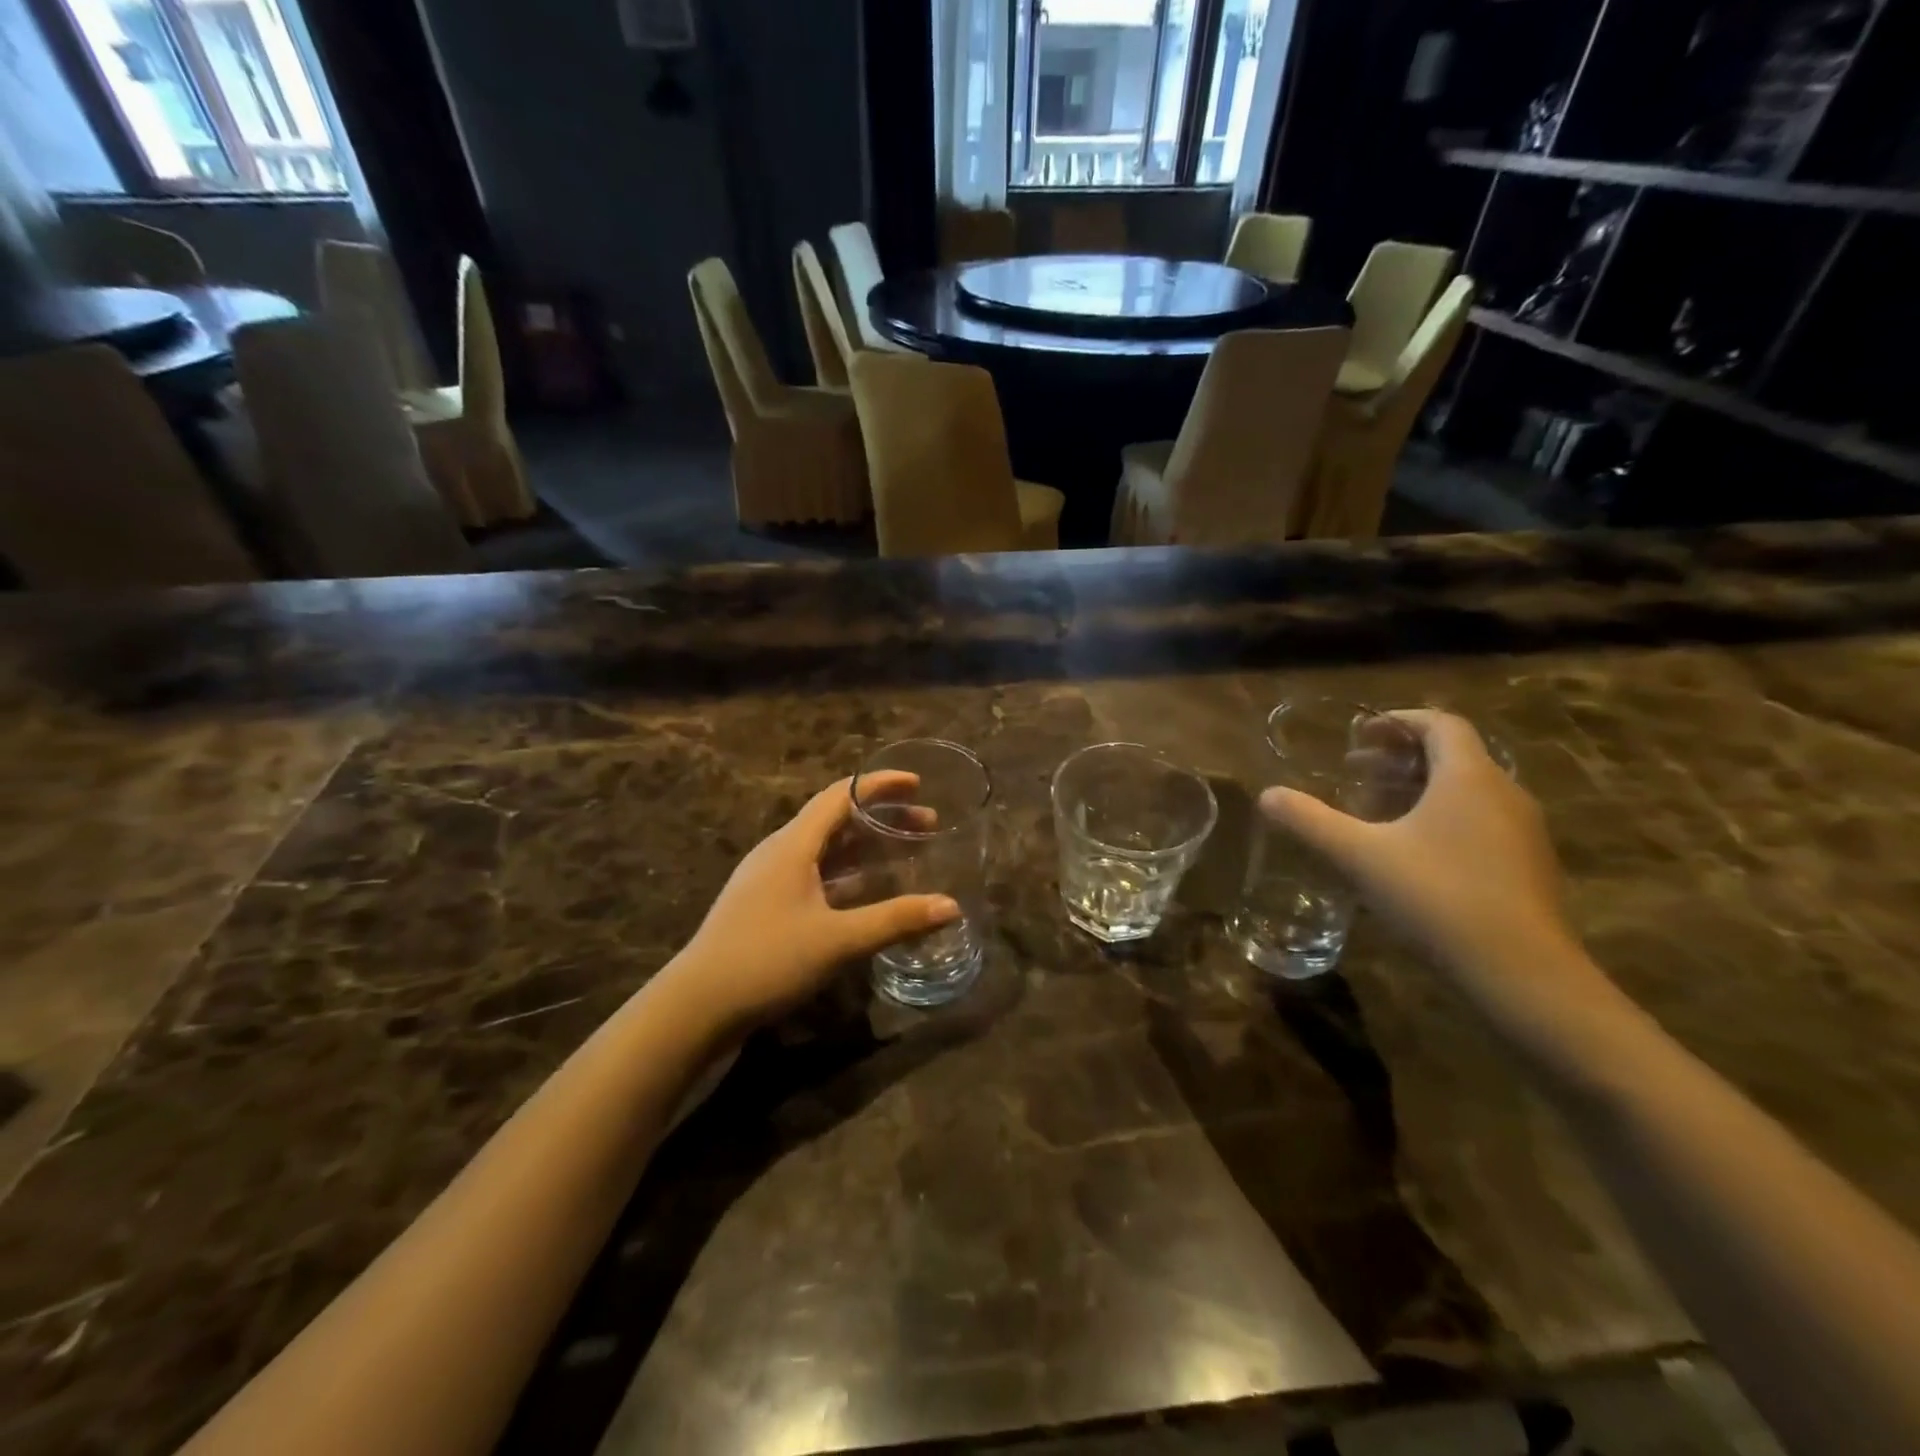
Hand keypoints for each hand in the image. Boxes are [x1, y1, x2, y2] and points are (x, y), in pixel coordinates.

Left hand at [665, 775, 960, 1031]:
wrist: (696, 1006)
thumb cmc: (766, 960)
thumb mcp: (838, 940)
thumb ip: (895, 920)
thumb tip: (951, 906)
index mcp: (793, 845)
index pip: (841, 795)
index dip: (880, 784)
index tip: (917, 783)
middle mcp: (780, 852)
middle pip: (836, 820)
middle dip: (882, 817)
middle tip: (926, 825)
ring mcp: (769, 880)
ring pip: (826, 849)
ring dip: (865, 847)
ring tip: (904, 853)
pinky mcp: (766, 906)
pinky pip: (816, 875)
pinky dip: (848, 874)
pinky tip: (867, 893)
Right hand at [1260, 710, 1595, 1015]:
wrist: (1522, 974)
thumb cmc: (1437, 897)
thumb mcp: (1359, 856)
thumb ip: (1310, 821)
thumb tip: (1267, 795)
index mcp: (1469, 777)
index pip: (1440, 723)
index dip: (1398, 721)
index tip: (1359, 735)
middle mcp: (1504, 793)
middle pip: (1453, 754)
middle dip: (1400, 757)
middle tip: (1355, 772)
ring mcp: (1523, 832)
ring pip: (1468, 790)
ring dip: (1420, 788)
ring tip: (1376, 811)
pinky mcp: (1528, 866)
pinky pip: (1481, 820)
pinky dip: (1442, 817)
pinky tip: (1412, 853)